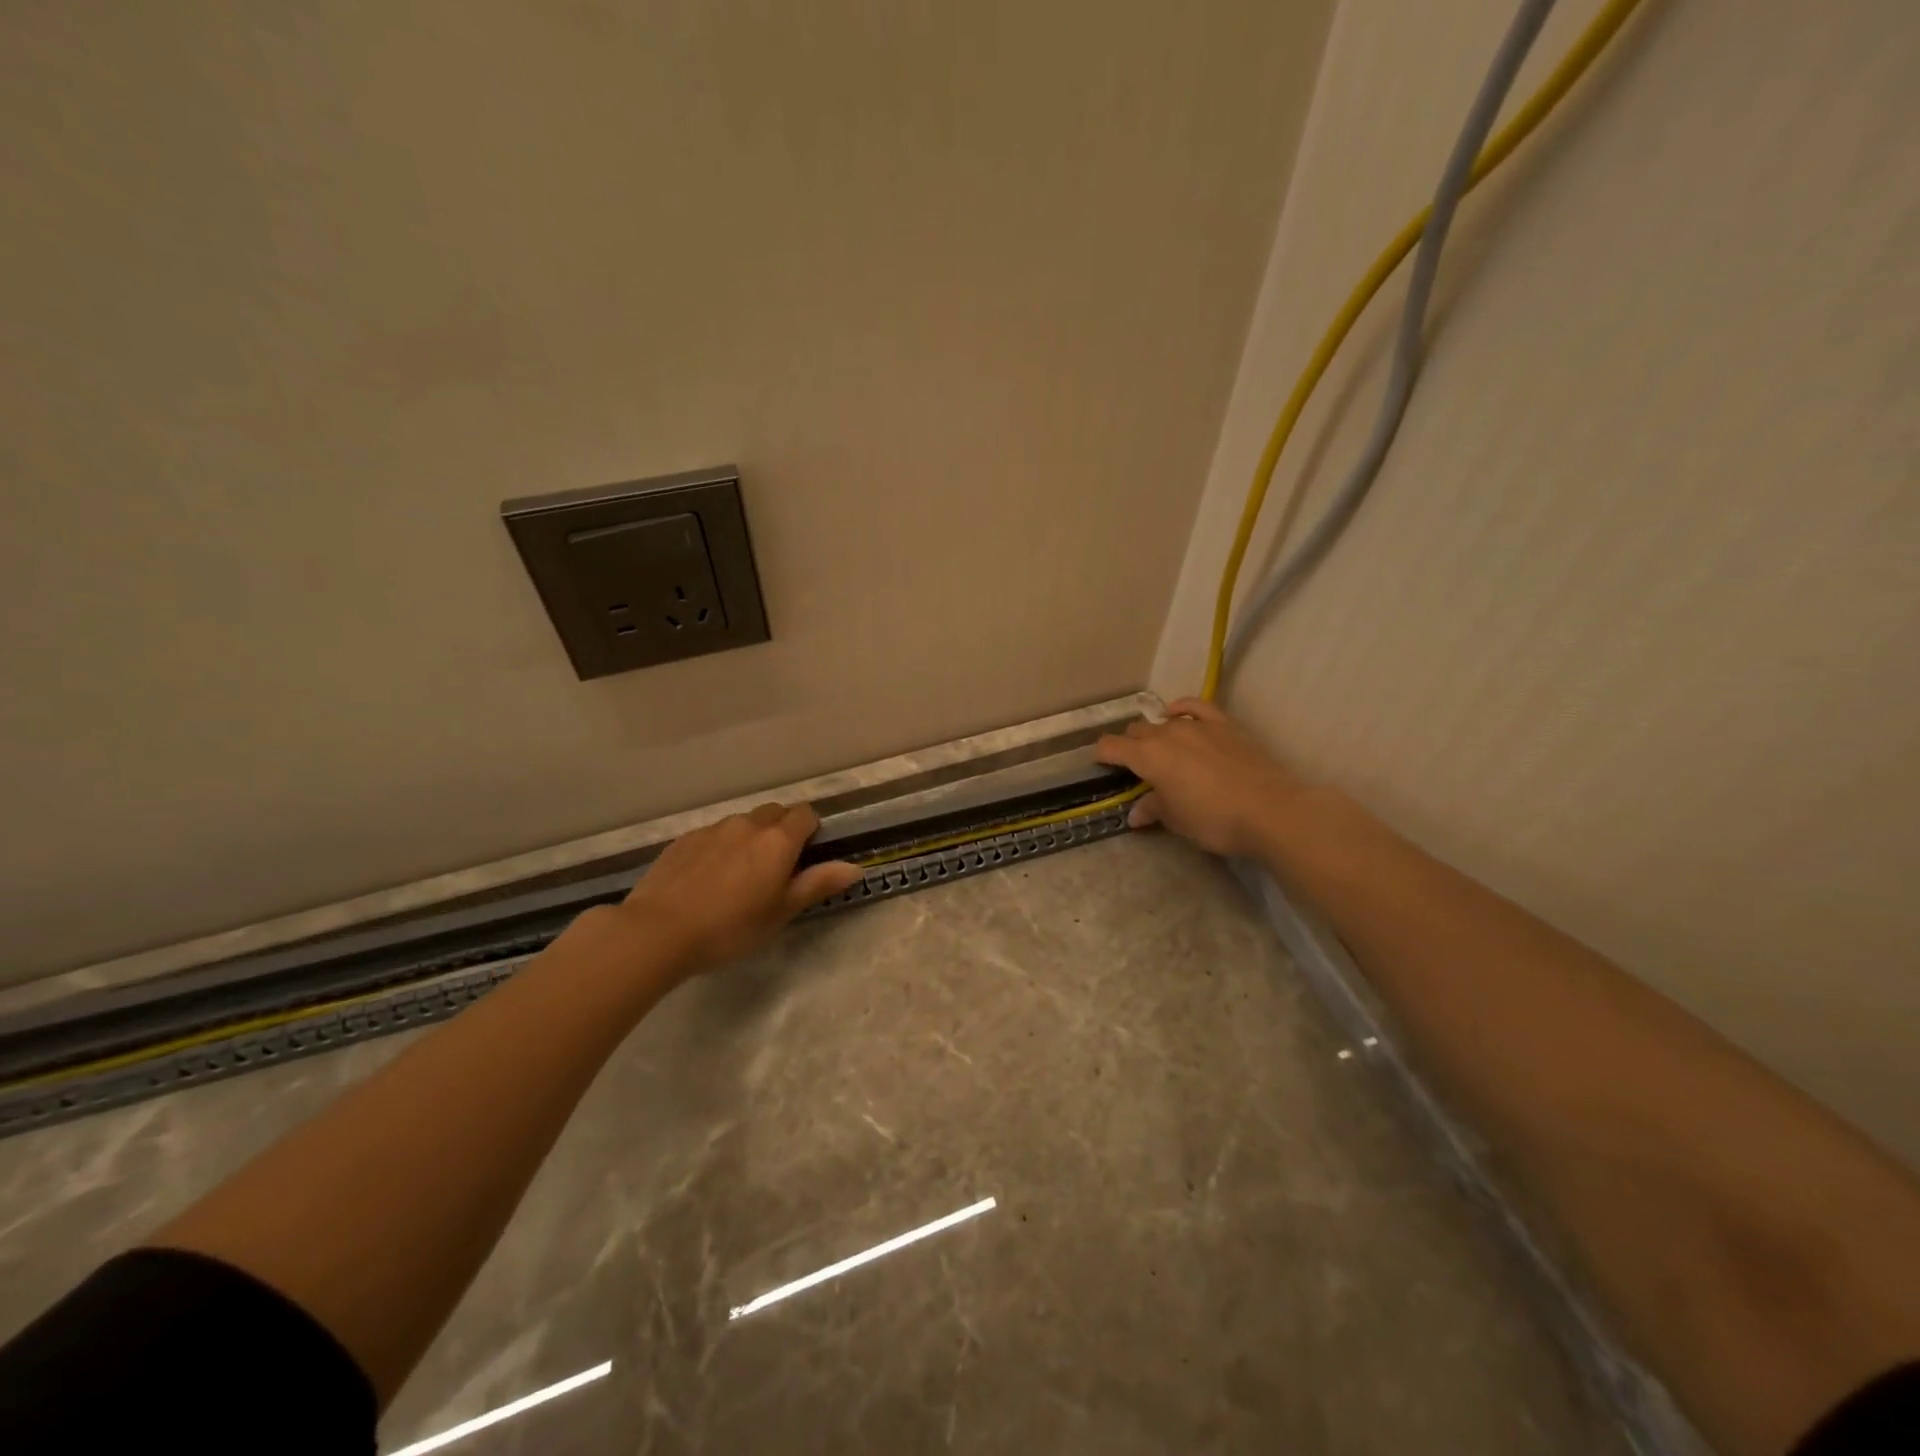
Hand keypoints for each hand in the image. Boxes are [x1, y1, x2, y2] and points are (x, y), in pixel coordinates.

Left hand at [608, 804, 861, 976]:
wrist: (658, 931)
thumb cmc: (731, 927)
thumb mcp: (781, 912)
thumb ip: (818, 884)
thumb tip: (855, 867)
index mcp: (778, 840)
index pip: (806, 815)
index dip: (811, 831)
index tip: (806, 857)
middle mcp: (748, 824)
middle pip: (774, 813)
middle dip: (782, 830)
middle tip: (776, 868)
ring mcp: (712, 829)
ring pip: (742, 823)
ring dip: (749, 838)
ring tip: (739, 875)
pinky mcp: (684, 840)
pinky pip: (713, 835)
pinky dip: (720, 847)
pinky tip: (708, 879)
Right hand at [1093, 698, 1308, 858]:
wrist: (1270, 810)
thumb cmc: (1213, 820)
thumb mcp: (1176, 820)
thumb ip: (1153, 809)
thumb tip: (1136, 813)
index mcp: (1147, 757)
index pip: (1111, 747)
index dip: (1101, 755)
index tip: (1100, 764)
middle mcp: (1166, 734)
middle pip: (1136, 732)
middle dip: (1129, 746)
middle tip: (1135, 768)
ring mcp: (1197, 726)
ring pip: (1163, 721)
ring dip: (1155, 733)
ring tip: (1159, 749)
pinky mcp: (1223, 725)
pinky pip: (1195, 707)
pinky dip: (1182, 709)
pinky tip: (1177, 714)